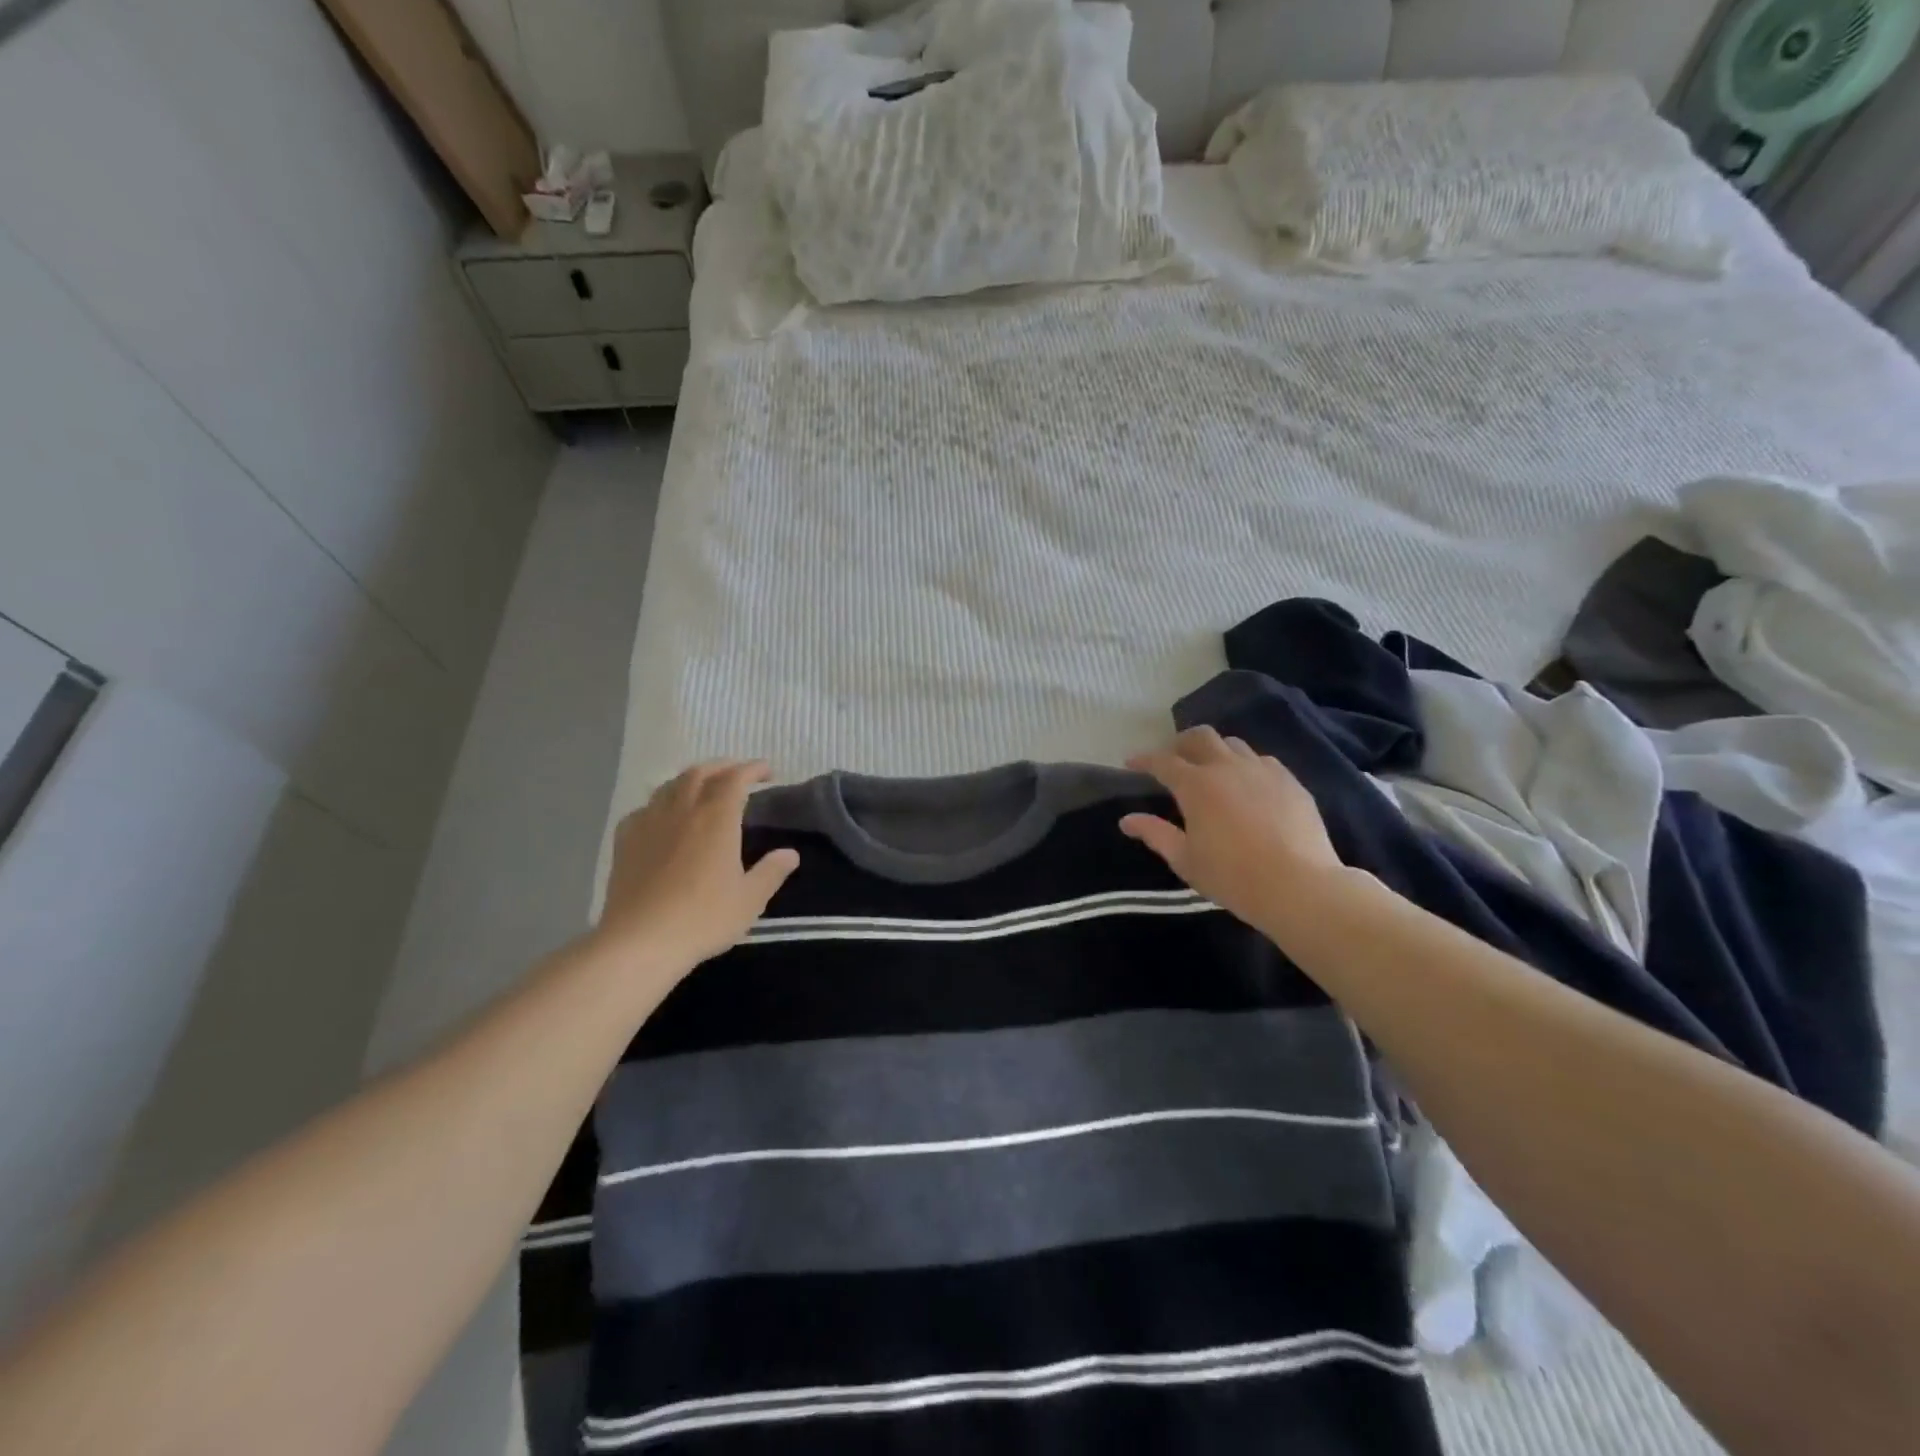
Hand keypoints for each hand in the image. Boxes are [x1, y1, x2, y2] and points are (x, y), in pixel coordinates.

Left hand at [596, 760, 799, 973]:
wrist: (640, 941)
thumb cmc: (703, 918)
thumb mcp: (750, 899)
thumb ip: (772, 872)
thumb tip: (790, 853)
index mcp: (717, 818)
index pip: (736, 778)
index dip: (753, 769)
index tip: (768, 772)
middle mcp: (682, 810)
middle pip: (700, 773)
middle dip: (722, 767)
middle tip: (737, 775)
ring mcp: (649, 823)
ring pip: (670, 786)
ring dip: (691, 780)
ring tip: (702, 789)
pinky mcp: (625, 841)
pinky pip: (644, 808)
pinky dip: (660, 803)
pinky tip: (663, 818)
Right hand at [1121, 727, 1346, 938]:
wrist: (1299, 886)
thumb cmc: (1232, 876)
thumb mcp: (1185, 860)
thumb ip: (1155, 834)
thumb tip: (1127, 820)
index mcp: (1196, 785)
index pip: (1162, 761)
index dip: (1143, 759)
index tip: (1131, 762)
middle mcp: (1227, 767)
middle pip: (1200, 737)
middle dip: (1181, 743)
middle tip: (1174, 760)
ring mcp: (1262, 770)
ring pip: (1233, 744)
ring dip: (1215, 751)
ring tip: (1211, 769)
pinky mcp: (1290, 781)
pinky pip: (1262, 761)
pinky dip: (1246, 765)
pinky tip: (1248, 785)